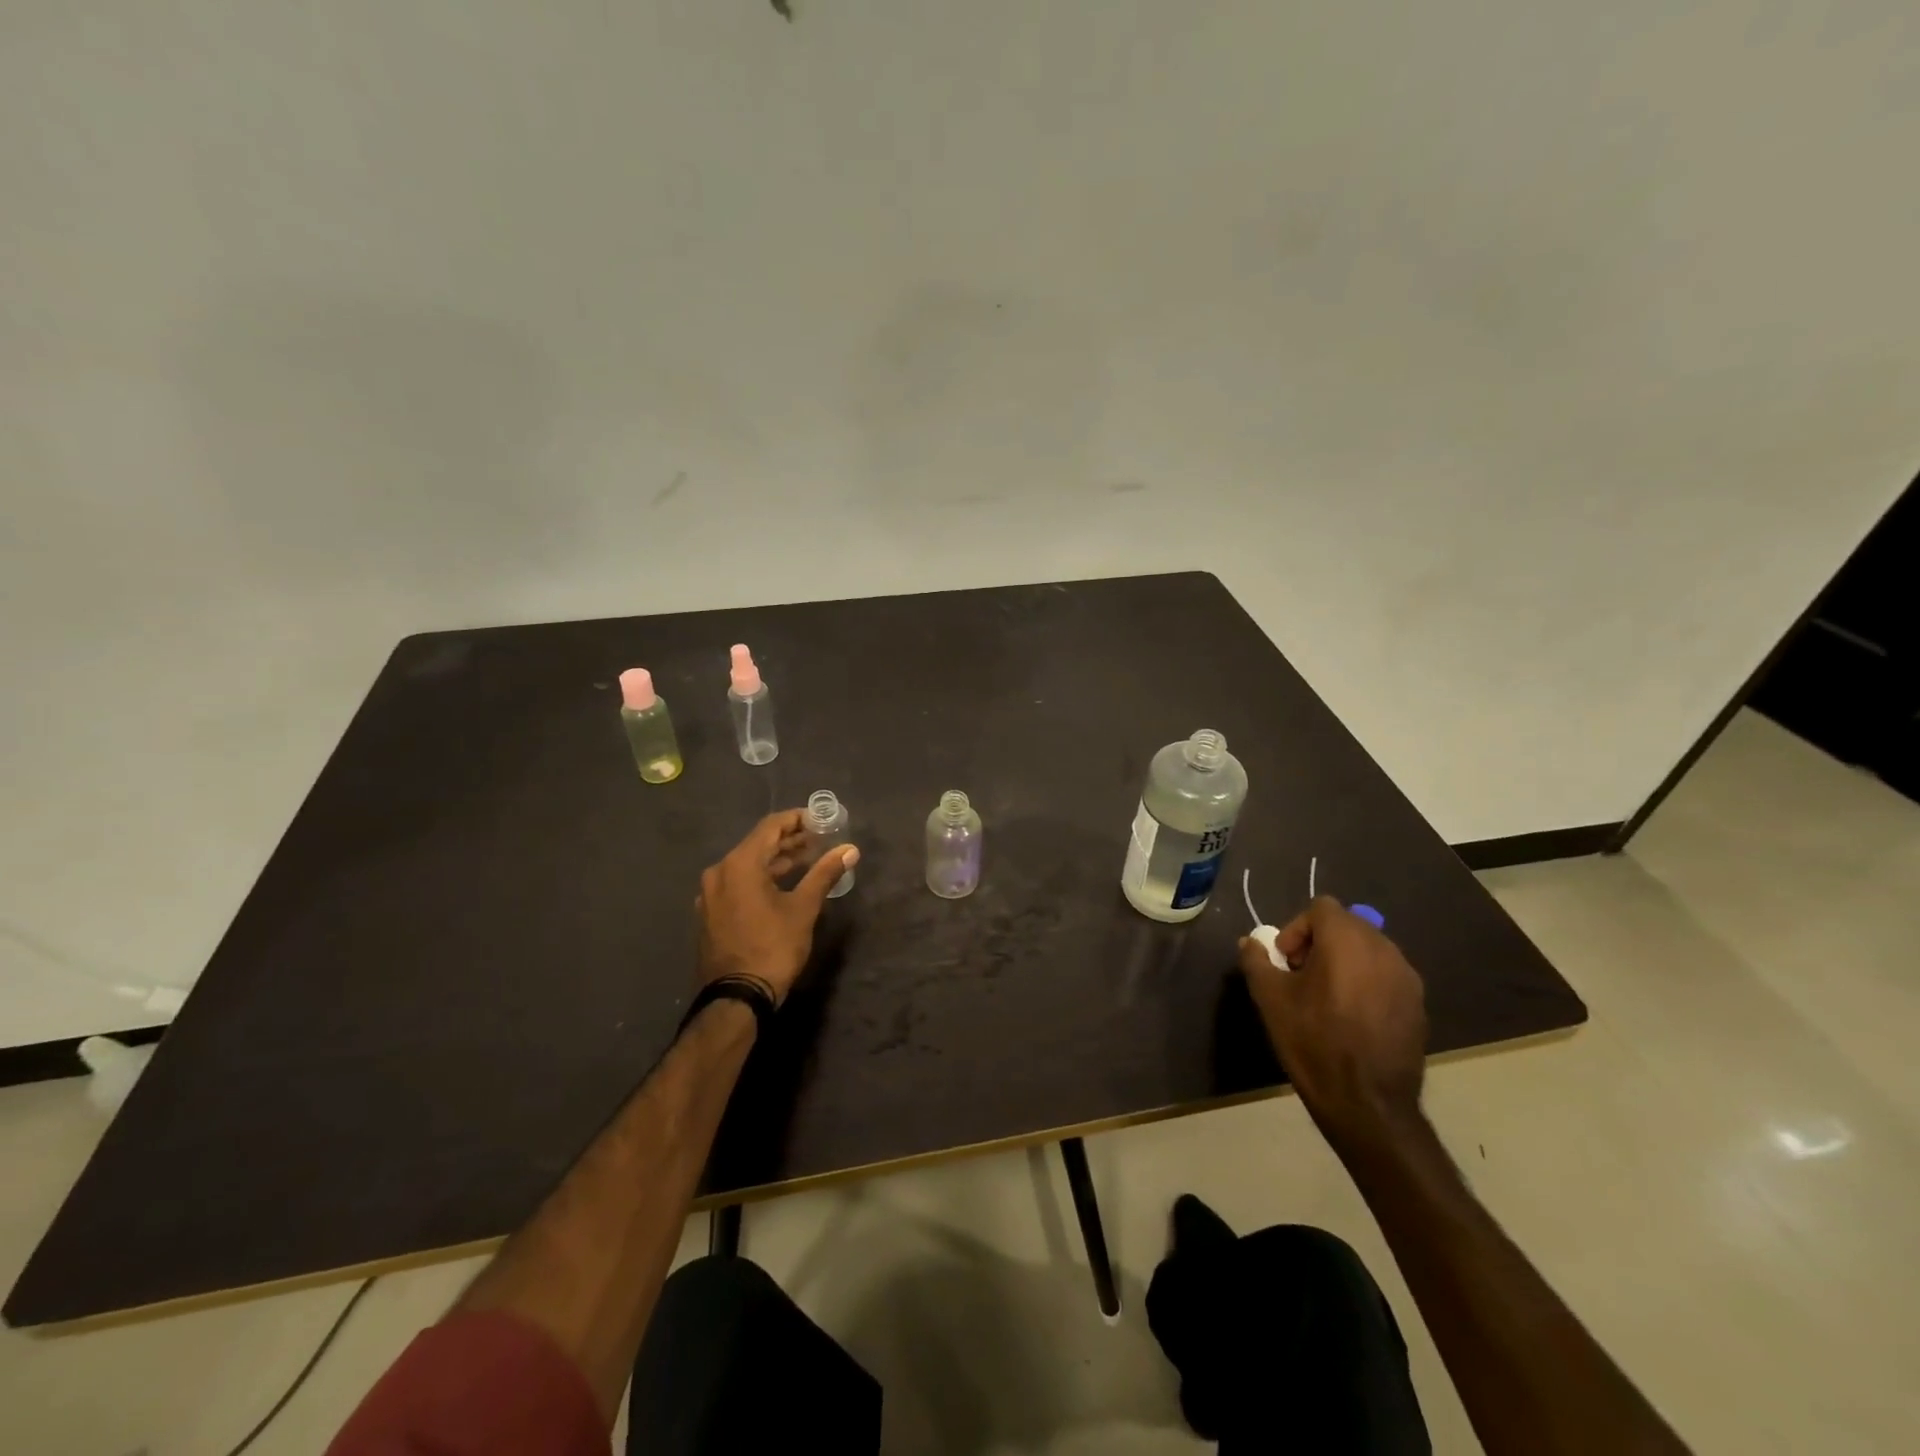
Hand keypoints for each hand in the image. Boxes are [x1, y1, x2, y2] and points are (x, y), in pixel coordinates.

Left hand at [695, 809, 857, 1005]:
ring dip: (777, 860)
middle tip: (820, 840)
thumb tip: (850, 850)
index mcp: (739, 864)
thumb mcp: (804, 908)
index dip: (797, 819)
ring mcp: (710, 894)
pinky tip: (783, 885)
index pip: (770, 826)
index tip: (821, 820)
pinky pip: (738, 883)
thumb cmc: (772, 947)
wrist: (736, 998)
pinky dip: (761, 878)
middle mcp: (719, 872)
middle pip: (758, 844)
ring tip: (808, 860)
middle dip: (790, 840)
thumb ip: (825, 873)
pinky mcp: (710, 913)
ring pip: (748, 865)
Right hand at [1239, 896, 1427, 1154]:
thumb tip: (1250, 942)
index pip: (1321, 908)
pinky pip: (1386, 976)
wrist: (1367, 1103)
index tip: (1286, 960)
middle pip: (1347, 925)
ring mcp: (1406, 977)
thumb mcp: (1270, 998)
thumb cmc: (1313, 1041)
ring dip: (1344, 961)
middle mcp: (1383, 949)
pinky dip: (1366, 982)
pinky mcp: (1418, 1004)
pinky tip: (1352, 1017)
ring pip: (1368, 950)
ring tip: (1326, 997)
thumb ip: (1257, 960)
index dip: (1297, 928)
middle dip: (1320, 942)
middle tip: (1301, 975)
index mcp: (1346, 940)